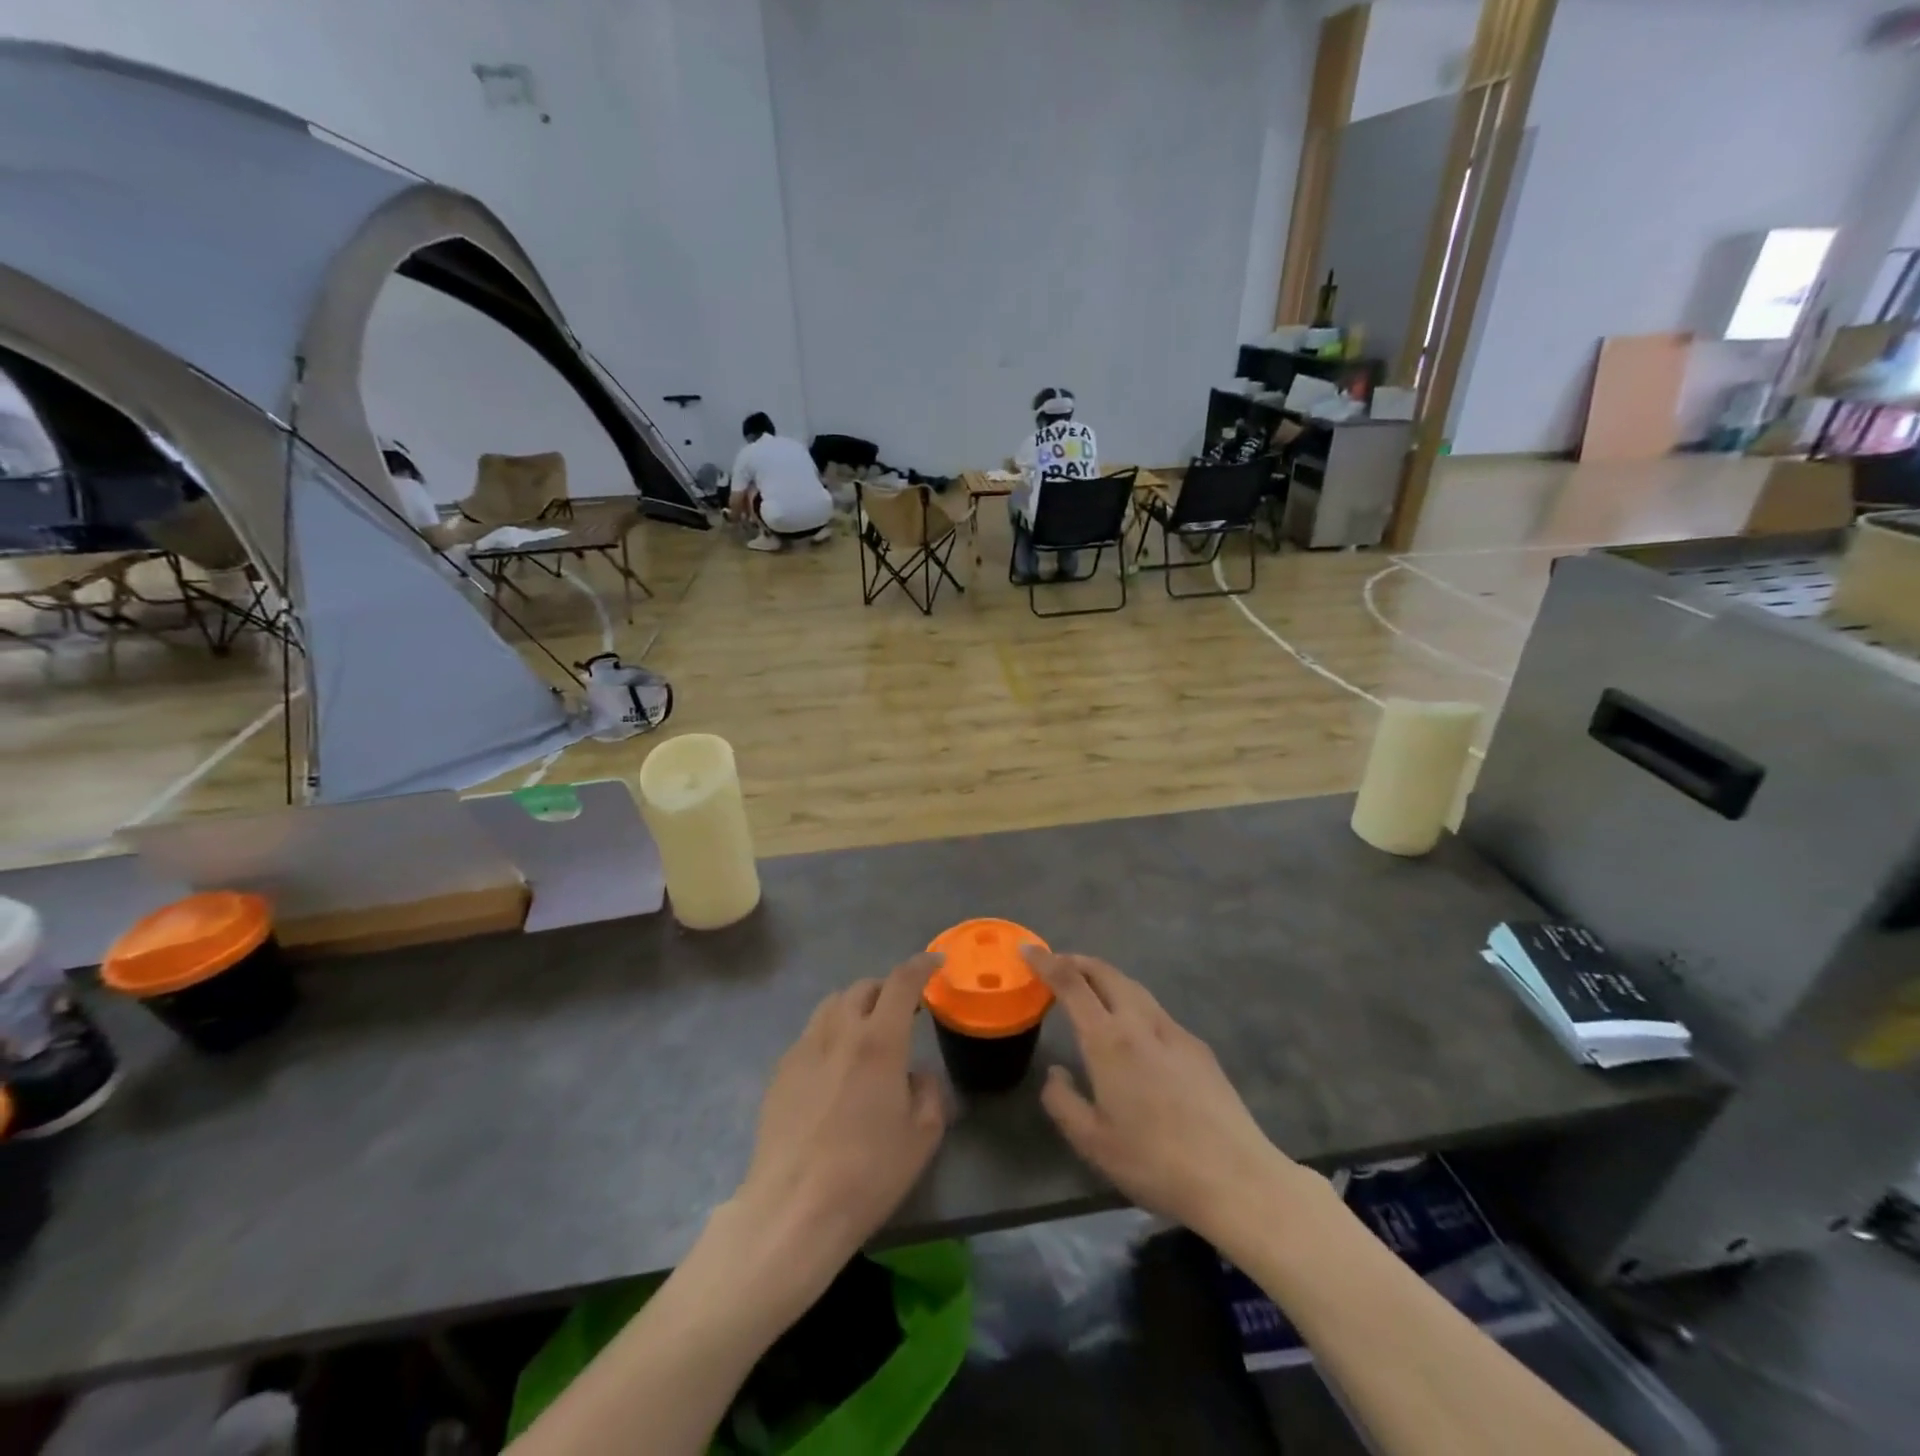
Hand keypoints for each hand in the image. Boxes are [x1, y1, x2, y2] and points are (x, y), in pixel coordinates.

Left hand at [728, 955, 949, 1291]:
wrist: (793, 1209)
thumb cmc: (867, 1174)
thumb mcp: (923, 1137)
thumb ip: (928, 1092)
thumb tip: (916, 1076)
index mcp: (879, 1041)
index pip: (902, 982)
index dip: (921, 965)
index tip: (936, 963)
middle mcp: (839, 1031)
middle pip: (864, 988)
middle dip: (887, 990)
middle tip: (903, 1011)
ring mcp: (805, 1048)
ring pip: (833, 1004)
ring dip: (856, 1006)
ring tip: (867, 1033)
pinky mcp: (781, 1070)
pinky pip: (811, 1033)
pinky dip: (831, 1033)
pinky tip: (835, 1067)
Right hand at [1030, 948, 1314, 1245]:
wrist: (1235, 1177)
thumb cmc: (1154, 1161)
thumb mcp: (1092, 1142)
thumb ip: (1063, 1102)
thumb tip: (1056, 1072)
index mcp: (1109, 1040)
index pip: (1071, 983)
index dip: (1046, 962)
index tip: (1028, 950)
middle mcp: (1141, 1023)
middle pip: (1105, 972)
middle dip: (1077, 961)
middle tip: (1057, 964)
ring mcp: (1174, 1031)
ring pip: (1133, 987)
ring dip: (1106, 978)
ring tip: (1090, 990)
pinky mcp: (1198, 1047)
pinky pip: (1155, 1010)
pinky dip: (1132, 1002)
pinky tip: (1133, 1030)